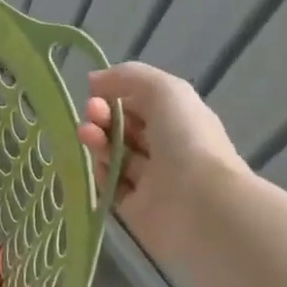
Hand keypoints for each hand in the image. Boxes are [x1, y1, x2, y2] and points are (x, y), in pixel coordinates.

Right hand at [76, 62, 248, 265]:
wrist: (199, 205)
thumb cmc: (186, 139)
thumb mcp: (164, 90)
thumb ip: (128, 76)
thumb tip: (94, 81)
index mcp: (179, 121)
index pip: (140, 103)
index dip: (116, 95)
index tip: (96, 94)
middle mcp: (166, 149)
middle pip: (124, 129)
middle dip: (102, 116)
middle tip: (91, 115)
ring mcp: (151, 181)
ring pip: (114, 155)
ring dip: (96, 140)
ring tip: (87, 134)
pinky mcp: (134, 209)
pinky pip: (109, 186)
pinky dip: (99, 173)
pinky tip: (96, 165)